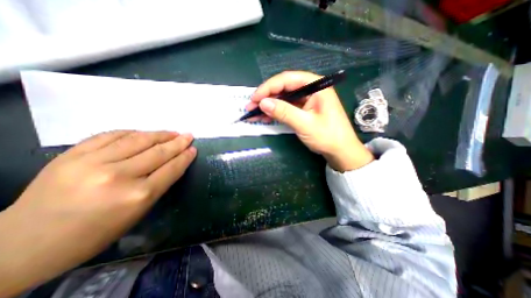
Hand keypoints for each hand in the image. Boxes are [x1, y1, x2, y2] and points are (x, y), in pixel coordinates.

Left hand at [0, 130, 193, 295]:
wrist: (25, 243)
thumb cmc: (96, 232)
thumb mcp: (138, 212)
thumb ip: (158, 185)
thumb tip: (173, 164)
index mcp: (138, 195)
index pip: (171, 168)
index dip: (185, 157)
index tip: (193, 149)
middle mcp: (119, 176)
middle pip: (158, 152)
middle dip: (178, 143)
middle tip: (188, 135)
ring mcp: (93, 162)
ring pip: (138, 140)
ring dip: (159, 134)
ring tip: (172, 132)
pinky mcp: (72, 154)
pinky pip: (112, 135)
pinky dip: (132, 133)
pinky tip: (143, 133)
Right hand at [248, 70, 372, 171]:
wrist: (340, 151)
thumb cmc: (327, 136)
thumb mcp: (305, 124)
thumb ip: (284, 112)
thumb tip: (263, 103)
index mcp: (315, 86)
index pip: (287, 79)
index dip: (268, 87)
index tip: (254, 98)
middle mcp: (311, 89)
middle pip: (284, 88)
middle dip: (266, 97)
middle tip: (250, 106)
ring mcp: (307, 100)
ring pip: (283, 98)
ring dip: (269, 105)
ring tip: (254, 113)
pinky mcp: (303, 109)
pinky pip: (287, 107)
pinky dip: (275, 112)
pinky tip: (265, 117)